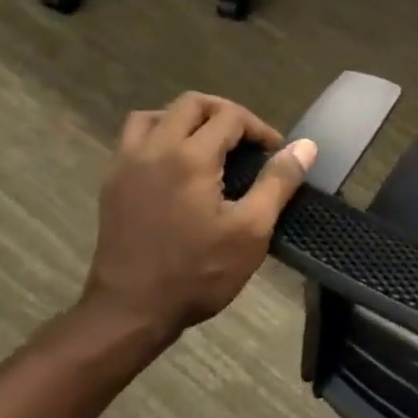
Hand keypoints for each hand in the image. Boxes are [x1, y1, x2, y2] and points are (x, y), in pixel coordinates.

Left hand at [83, 92, 316, 336]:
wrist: (130, 312)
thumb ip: (278, 182)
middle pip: (191, 104)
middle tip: (247, 142)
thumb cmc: (198, 272)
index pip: (230, 116)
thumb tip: (306, 146)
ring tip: (209, 145)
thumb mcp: (252, 230)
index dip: (259, 129)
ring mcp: (126, 166)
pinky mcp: (112, 185)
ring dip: (187, 120)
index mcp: (190, 157)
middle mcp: (154, 150)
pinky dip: (160, 137)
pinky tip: (178, 168)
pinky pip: (135, 140)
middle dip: (225, 114)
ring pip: (155, 116)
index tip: (276, 154)